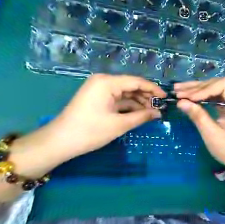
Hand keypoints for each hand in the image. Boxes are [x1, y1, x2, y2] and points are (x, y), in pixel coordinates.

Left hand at [42, 74, 164, 157]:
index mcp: (107, 82)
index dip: (153, 89)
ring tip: (152, 112)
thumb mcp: (120, 124)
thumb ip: (142, 116)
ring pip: (125, 93)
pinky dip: (129, 106)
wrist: (60, 142)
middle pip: (131, 86)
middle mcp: (104, 81)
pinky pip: (118, 99)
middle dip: (146, 97)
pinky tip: (139, 112)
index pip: (136, 82)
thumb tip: (159, 113)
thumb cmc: (90, 132)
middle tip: (159, 107)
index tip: (165, 97)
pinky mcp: (98, 97)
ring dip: (139, 102)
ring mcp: (100, 89)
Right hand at [174, 77, 224, 172]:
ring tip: (178, 90)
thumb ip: (197, 116)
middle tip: (177, 91)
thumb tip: (180, 102)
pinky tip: (188, 95)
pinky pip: (214, 94)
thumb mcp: (212, 135)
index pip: (223, 85)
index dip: (204, 89)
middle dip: (196, 88)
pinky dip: (200, 94)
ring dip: (195, 89)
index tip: (188, 97)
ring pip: (214, 87)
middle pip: (217, 84)